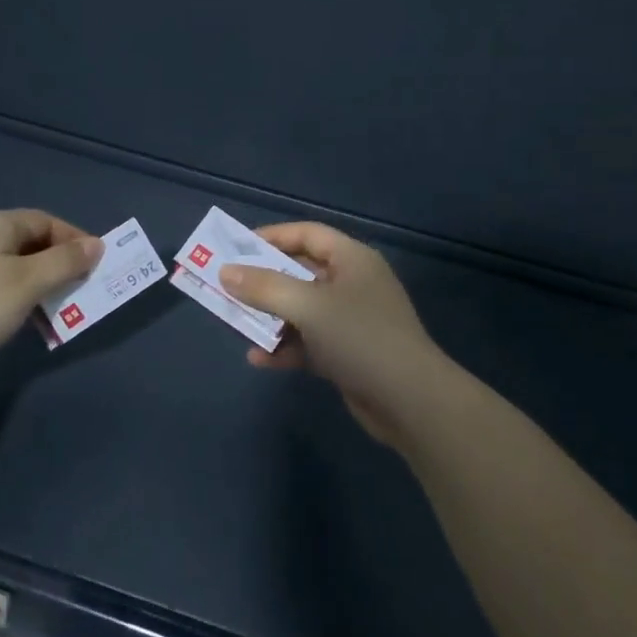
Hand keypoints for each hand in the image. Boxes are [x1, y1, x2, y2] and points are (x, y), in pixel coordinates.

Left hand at [0, 209, 101, 376]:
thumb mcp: (27, 284)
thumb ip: (64, 263)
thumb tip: (95, 244)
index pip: (49, 222)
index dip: (76, 242)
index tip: (95, 269)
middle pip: (31, 242)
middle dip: (58, 267)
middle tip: (76, 294)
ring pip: (12, 264)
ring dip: (36, 285)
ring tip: (49, 314)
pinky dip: (13, 295)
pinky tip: (13, 319)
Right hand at [217, 222, 453, 444]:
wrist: (411, 402)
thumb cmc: (360, 337)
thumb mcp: (308, 307)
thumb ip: (265, 287)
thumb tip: (225, 271)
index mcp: (352, 260)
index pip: (308, 234)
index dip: (273, 236)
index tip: (236, 247)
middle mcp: (352, 284)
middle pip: (301, 272)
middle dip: (264, 280)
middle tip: (228, 285)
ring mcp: (351, 321)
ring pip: (301, 310)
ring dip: (271, 316)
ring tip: (236, 322)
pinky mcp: (348, 355)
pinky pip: (308, 342)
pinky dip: (285, 347)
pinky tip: (258, 359)